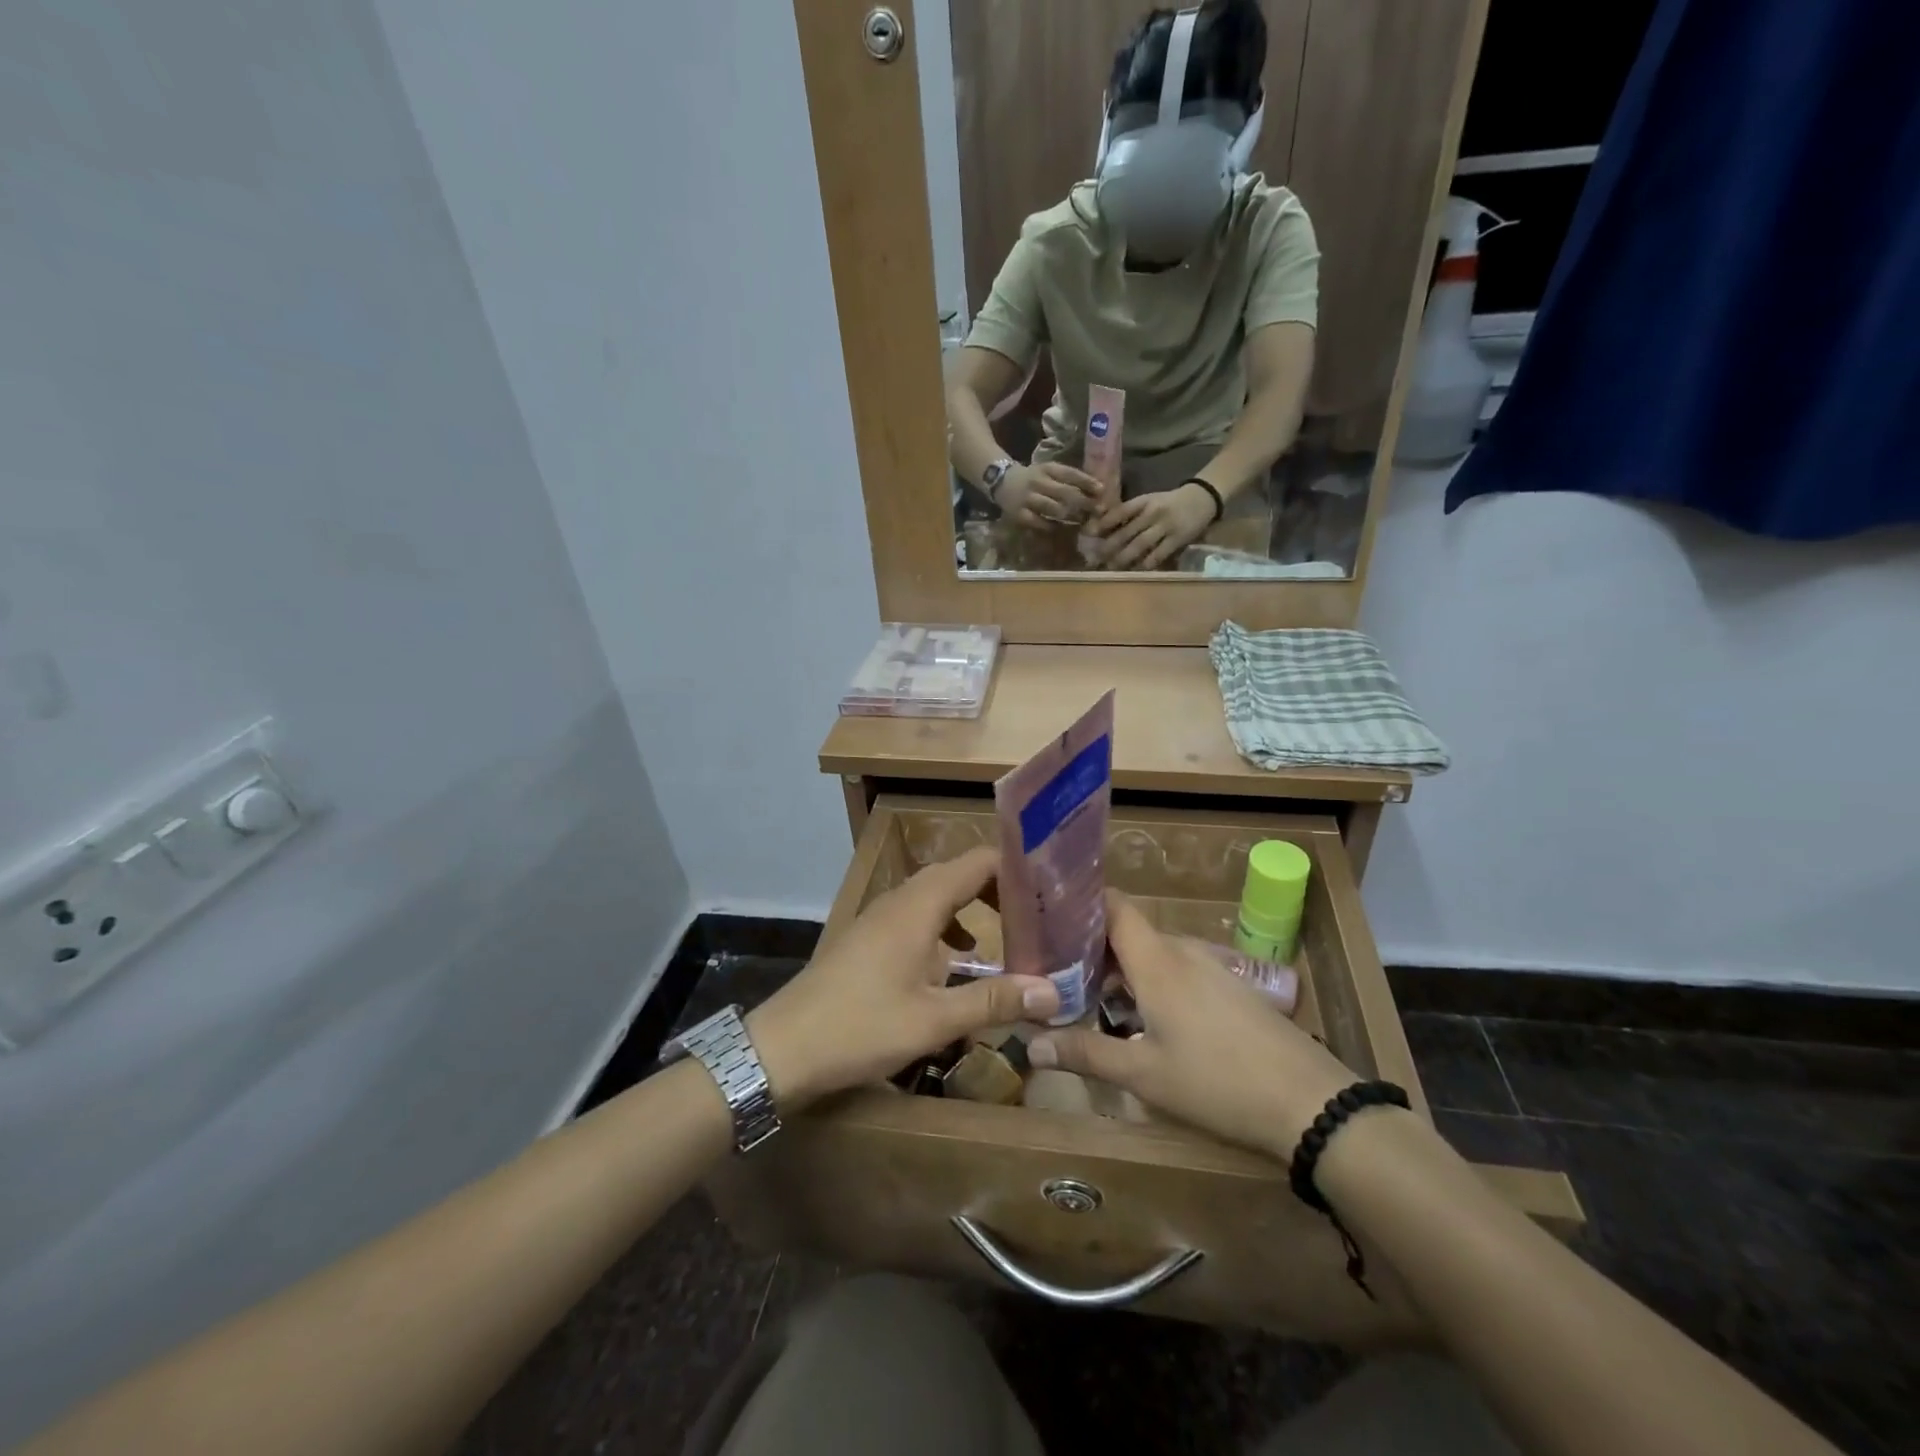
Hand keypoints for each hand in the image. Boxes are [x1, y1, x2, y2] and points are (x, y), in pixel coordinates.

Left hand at [748, 847, 1058, 1109]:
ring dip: (973, 908)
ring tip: (1009, 933)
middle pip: (959, 874)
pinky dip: (947, 928)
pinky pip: (918, 917)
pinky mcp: (869, 938)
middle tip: (1040, 913)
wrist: (782, 1048)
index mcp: (919, 904)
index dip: (1016, 867)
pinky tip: (958, 961)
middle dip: (1000, 889)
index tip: (1051, 886)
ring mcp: (880, 917)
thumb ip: (994, 1001)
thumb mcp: (934, 1019)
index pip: (978, 862)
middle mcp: (901, 899)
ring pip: (937, 896)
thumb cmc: (861, 1027)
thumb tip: (1052, 992)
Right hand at [996, 462, 1103, 527]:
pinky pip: (1040, 523)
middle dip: (1084, 502)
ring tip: (1083, 521)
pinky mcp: (1020, 514)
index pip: (1070, 474)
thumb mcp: (1049, 471)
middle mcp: (1038, 482)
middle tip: (1098, 511)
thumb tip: (1096, 490)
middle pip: (1065, 493)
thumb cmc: (1032, 478)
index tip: (1102, 490)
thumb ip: (1068, 479)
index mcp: (1047, 469)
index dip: (1087, 482)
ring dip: (1071, 516)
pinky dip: (1053, 526)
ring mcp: (1028, 499)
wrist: (1002, 481)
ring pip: (1054, 508)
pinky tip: (1062, 529)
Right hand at [1028, 891, 1355, 1156]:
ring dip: (1124, 970)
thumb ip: (1086, 1053)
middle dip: (1093, 949)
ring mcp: (1212, 968)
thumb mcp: (1144, 1075)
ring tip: (1094, 1000)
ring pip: (1154, 954)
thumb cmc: (1217, 1081)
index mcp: (1156, 961)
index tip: (1050, 918)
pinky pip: (1180, 970)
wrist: (1311, 1102)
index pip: (1114, 906)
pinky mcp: (1231, 989)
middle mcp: (1182, 952)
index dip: (1082, 903)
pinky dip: (1153, 983)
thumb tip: (1030, 1044)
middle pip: (1129, 933)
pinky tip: (1147, 1020)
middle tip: (1059, 975)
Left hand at [1087, 482, 1216, 568]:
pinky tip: (1135, 571)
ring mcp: (1165, 526)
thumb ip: (1129, 513)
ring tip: (1110, 568)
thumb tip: (1102, 528)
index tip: (1088, 534)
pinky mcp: (1177, 539)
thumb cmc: (1169, 502)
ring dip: (1123, 558)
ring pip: (1140, 544)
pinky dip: (1145, 564)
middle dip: (1109, 547)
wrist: (1202, 498)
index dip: (1103, 523)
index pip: (1119, 512)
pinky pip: (1158, 554)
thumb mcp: (1149, 500)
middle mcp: (1152, 513)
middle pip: (1126, 532)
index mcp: (1143, 501)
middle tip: (1094, 559)